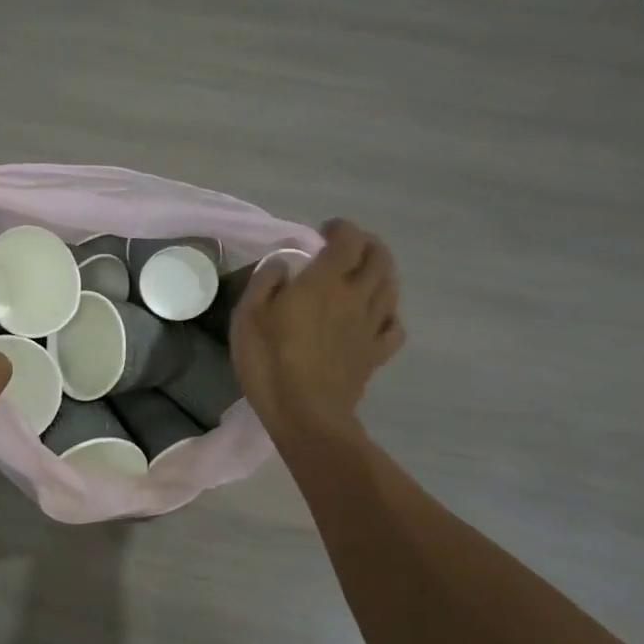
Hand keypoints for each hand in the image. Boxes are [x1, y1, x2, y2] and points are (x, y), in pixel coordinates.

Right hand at [231, 218, 403, 441]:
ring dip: (381, 272)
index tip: (324, 231)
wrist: (305, 415)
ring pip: (390, 287)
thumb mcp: (249, 315)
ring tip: (364, 273)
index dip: (340, 228)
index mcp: (325, 282)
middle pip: (379, 258)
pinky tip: (376, 315)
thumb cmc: (270, 361)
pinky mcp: (375, 354)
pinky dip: (389, 312)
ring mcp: (370, 327)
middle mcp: (356, 297)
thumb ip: (266, 281)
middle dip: (366, 244)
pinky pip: (394, 326)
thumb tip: (283, 264)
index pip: (348, 241)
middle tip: (346, 247)